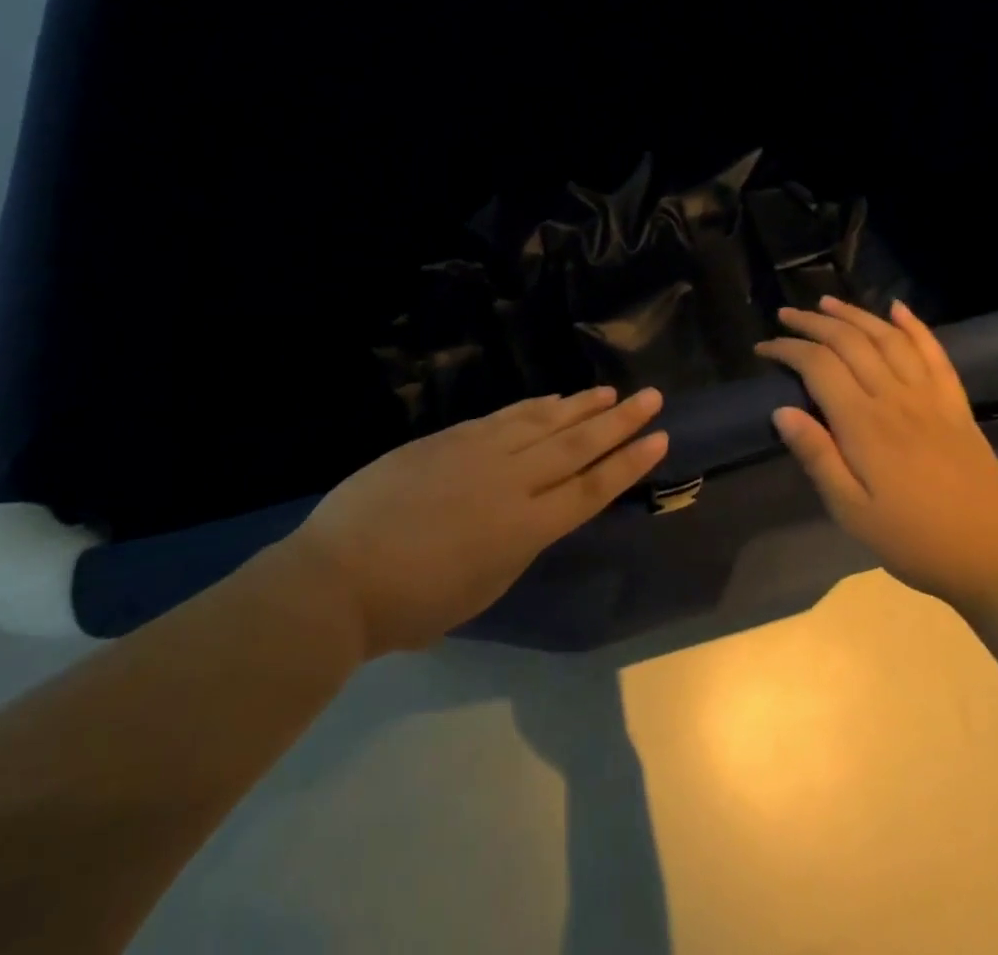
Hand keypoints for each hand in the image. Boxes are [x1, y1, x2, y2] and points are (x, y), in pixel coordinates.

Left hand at [292, 387, 666, 657]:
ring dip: (581, 406)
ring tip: (609, 391)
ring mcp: (480, 453)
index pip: (591, 489)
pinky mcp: (450, 437)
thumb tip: (528, 514)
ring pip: (544, 422)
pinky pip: (505, 416)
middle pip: (577, 446)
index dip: (628, 464)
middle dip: (618, 422)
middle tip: (651, 397)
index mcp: (526, 530)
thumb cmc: (411, 605)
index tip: (658, 439)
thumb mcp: (482, 588)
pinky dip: (535, 407)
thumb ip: (515, 545)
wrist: (339, 576)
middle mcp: (513, 482)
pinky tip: (552, 399)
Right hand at [755, 296, 997, 612]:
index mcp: (863, 424)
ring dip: (855, 314)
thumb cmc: (913, 539)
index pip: (818, 366)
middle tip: (785, 315)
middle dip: (813, 322)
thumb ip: (817, 457)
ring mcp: (929, 395)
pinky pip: (933, 352)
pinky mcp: (954, 402)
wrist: (994, 553)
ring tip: (827, 302)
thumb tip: (782, 411)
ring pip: (887, 337)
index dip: (788, 349)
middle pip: (849, 341)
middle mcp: (894, 397)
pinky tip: (898, 309)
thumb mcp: (852, 511)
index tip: (763, 348)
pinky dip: (914, 326)